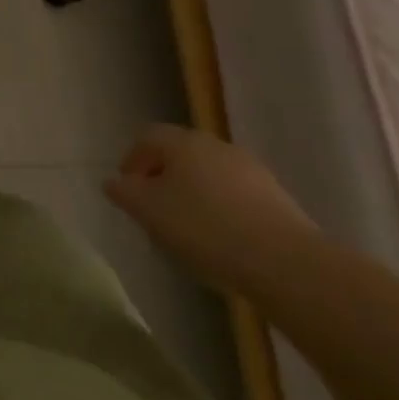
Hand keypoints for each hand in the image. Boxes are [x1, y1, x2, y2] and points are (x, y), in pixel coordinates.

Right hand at [104, 124, 320, 298]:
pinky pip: (236, 196)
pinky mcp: (276, 196)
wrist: (285, 262)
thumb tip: (113, 182)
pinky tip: (223, 241)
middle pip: (179, 154)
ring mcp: (249, 168)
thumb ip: (125, 193)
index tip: (127, 192)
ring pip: (208, 175)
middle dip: (163, 178)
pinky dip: (222, 210)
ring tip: (190, 231)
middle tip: (155, 212)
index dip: (132, 161)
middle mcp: (214, 145)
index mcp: (181, 141)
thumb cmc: (205, 229)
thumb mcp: (150, 212)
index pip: (147, 138)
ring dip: (194, 194)